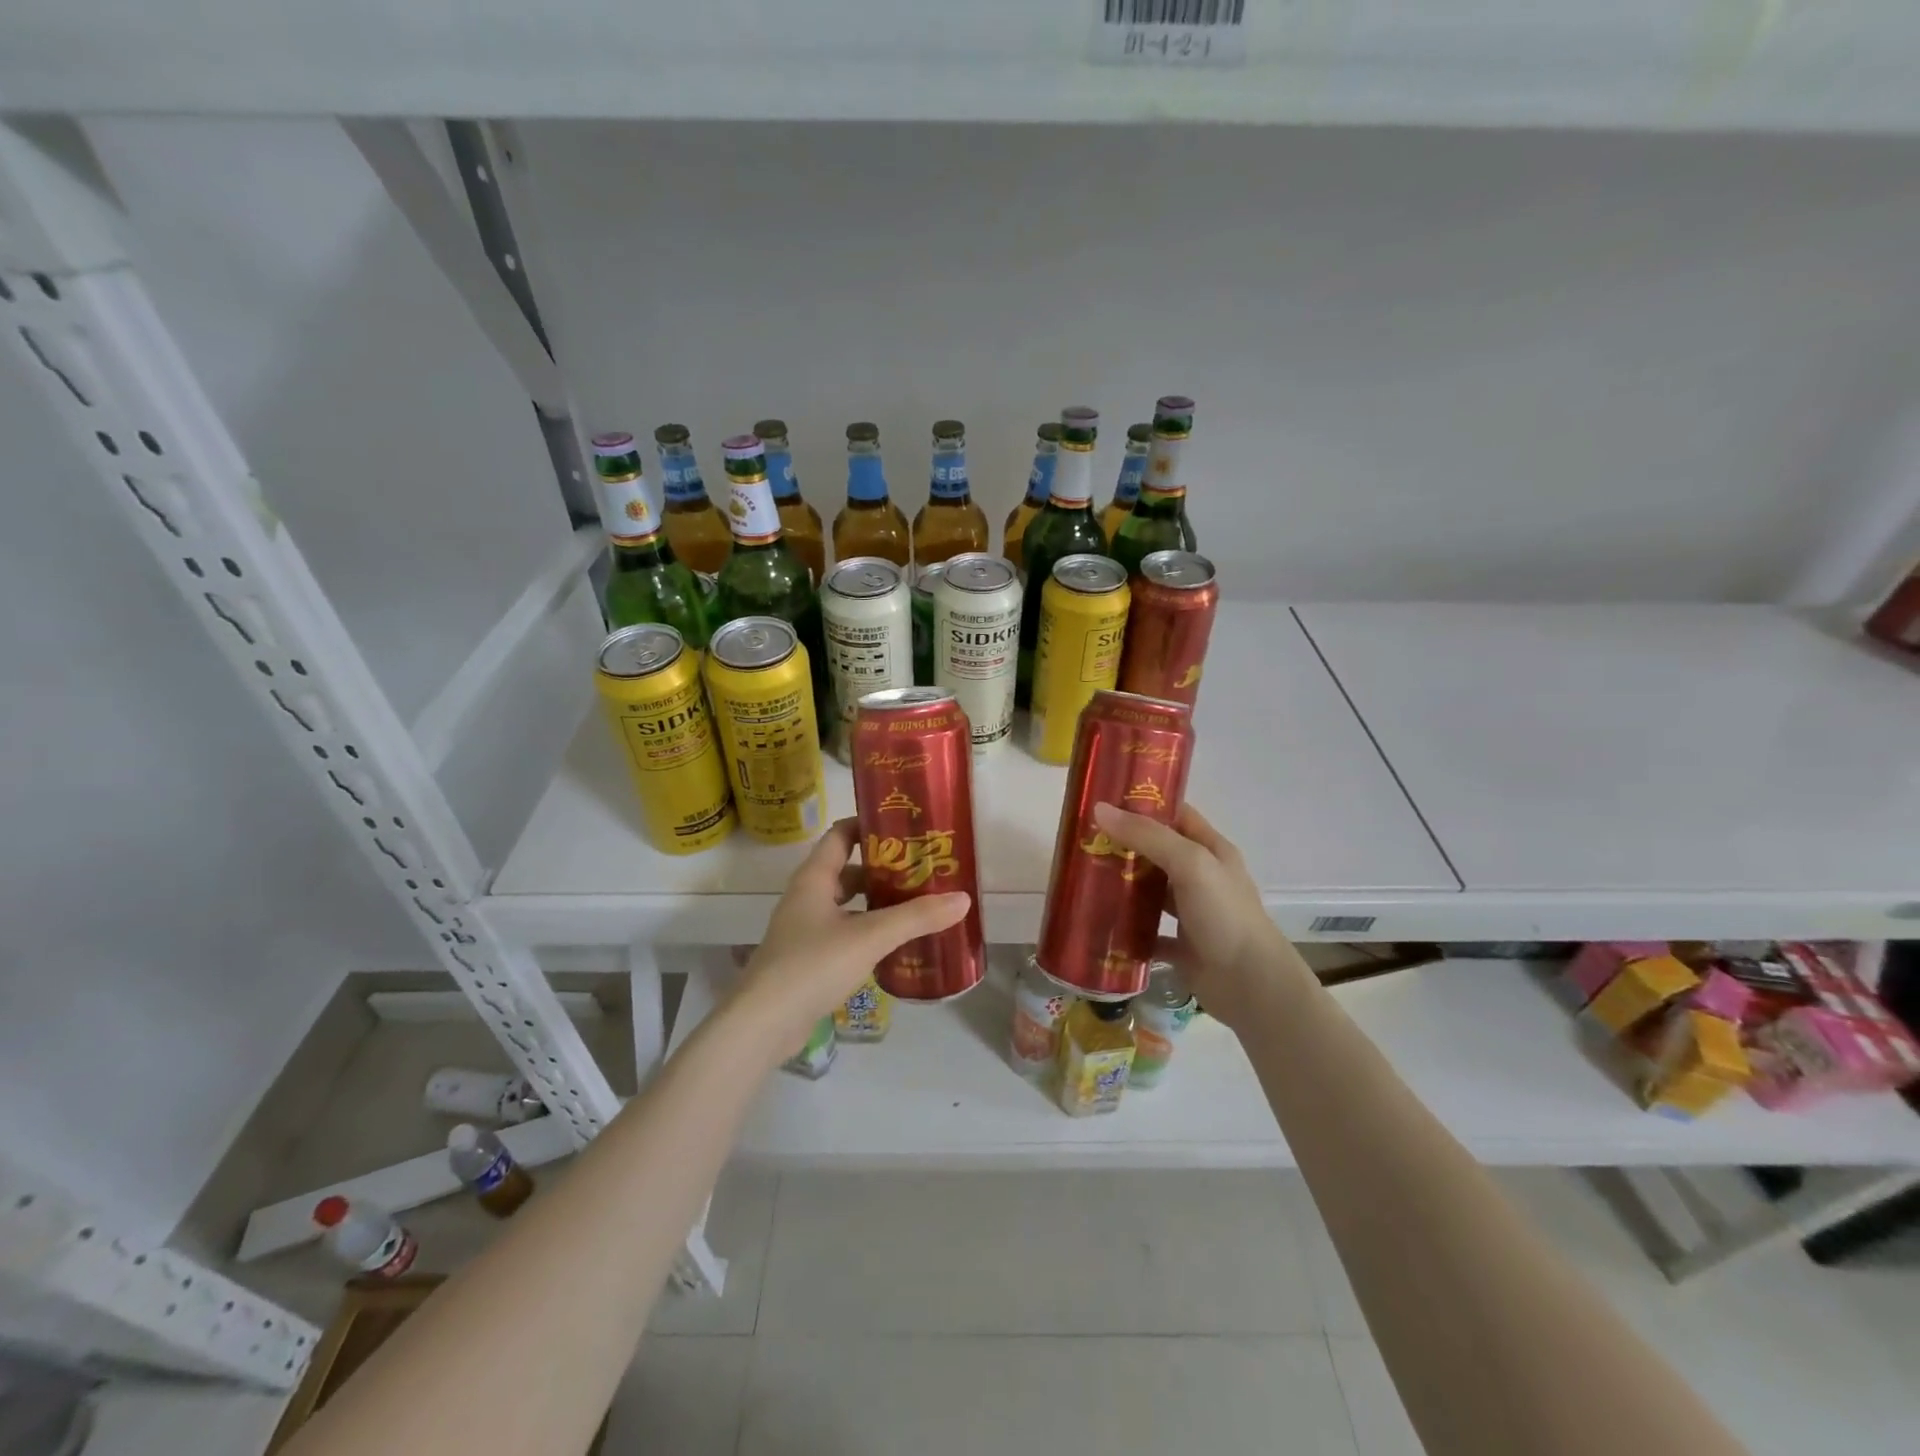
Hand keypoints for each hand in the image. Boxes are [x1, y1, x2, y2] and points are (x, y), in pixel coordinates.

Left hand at [733, 818, 970, 1052]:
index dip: (869, 825)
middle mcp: (806, 897)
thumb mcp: (870, 936)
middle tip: (922, 870)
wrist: (763, 1024)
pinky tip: (893, 944)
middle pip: (848, 870)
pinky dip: (867, 931)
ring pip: (847, 904)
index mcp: (814, 878)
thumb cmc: (813, 965)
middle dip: (884, 869)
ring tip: (916, 905)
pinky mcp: (807, 959)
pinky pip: (843, 932)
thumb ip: (916, 917)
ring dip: (877, 902)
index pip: (840, 835)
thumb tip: (963, 899)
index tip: (905, 825)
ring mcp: (804, 929)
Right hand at [1092, 800, 1300, 1029]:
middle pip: (1159, 852)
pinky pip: (1148, 933)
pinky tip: (1101, 924)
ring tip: (1085, 878)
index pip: (1177, 815)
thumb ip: (1147, 836)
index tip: (1106, 800)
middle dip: (1125, 845)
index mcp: (1212, 851)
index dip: (1145, 804)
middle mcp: (1203, 878)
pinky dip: (1128, 930)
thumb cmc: (1224, 915)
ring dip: (1124, 886)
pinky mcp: (1182, 947)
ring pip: (1152, 892)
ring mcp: (1193, 914)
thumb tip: (1100, 809)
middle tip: (1085, 841)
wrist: (1251, 986)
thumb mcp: (1189, 864)